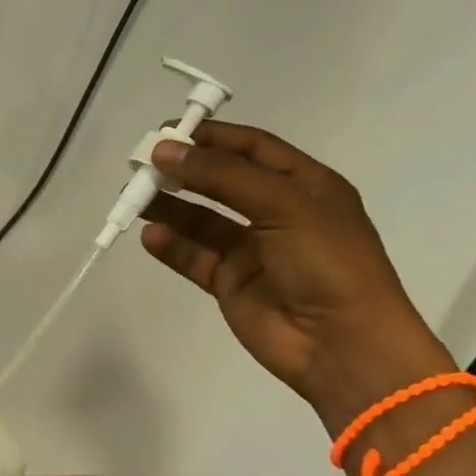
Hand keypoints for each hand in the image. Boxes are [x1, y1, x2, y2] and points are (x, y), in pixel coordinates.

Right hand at [142, 122, 453, 432]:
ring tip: (134, 198)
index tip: (168, 131)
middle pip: (221, 182)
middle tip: (141, 164)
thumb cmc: (327, 263)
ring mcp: (252, 250)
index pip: (253, 149)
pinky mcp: (231, 283)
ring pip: (201, 220)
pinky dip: (172, 246)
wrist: (342, 344)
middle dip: (183, 171)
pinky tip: (152, 237)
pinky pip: (195, 257)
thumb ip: (223, 176)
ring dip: (170, 207)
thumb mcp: (284, 206)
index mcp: (305, 186)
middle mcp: (277, 213)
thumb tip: (166, 150)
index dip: (212, 137)